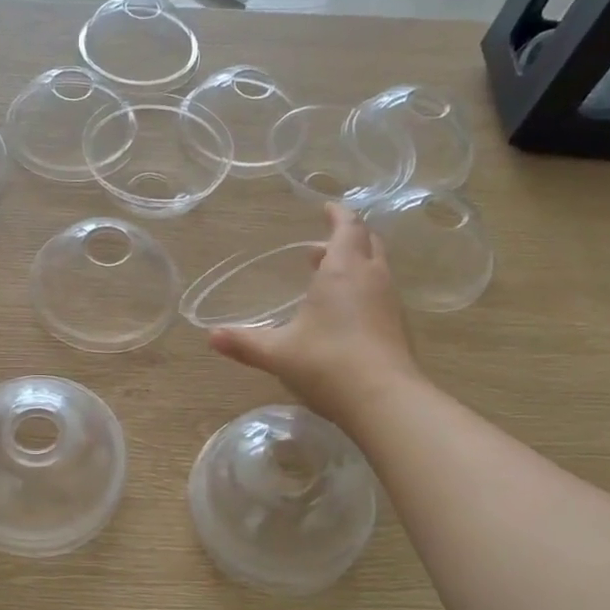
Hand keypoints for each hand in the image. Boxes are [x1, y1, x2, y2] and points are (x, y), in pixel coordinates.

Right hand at [209, 202, 418, 426]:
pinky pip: (381, 293)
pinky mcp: (398, 327)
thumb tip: (211, 337)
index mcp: (343, 270)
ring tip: (327, 278)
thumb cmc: (327, 363)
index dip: (338, 214)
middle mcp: (371, 278)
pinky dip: (364, 289)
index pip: (347, 227)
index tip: (326, 208)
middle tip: (321, 247)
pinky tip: (345, 314)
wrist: (384, 401)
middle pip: (367, 242)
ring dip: (355, 264)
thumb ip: (245, 342)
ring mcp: (389, 302)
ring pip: (377, 267)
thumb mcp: (278, 353)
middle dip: (346, 238)